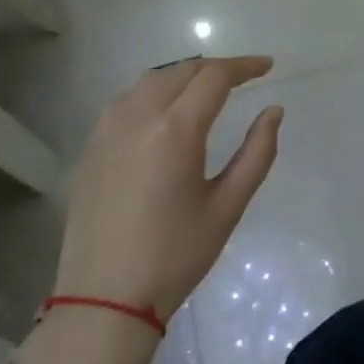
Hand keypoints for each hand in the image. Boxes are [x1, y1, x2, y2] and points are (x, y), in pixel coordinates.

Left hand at [54, 56, 282, 320]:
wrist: (104, 297)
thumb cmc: (176, 255)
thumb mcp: (228, 205)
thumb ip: (257, 152)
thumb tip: (273, 111)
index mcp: (174, 130)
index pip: (213, 77)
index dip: (244, 66)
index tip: (267, 66)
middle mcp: (136, 117)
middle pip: (180, 71)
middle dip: (215, 68)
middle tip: (243, 77)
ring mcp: (106, 130)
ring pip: (149, 81)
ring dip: (183, 76)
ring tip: (208, 89)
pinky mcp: (90, 148)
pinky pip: (125, 101)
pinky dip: (154, 93)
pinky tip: (166, 112)